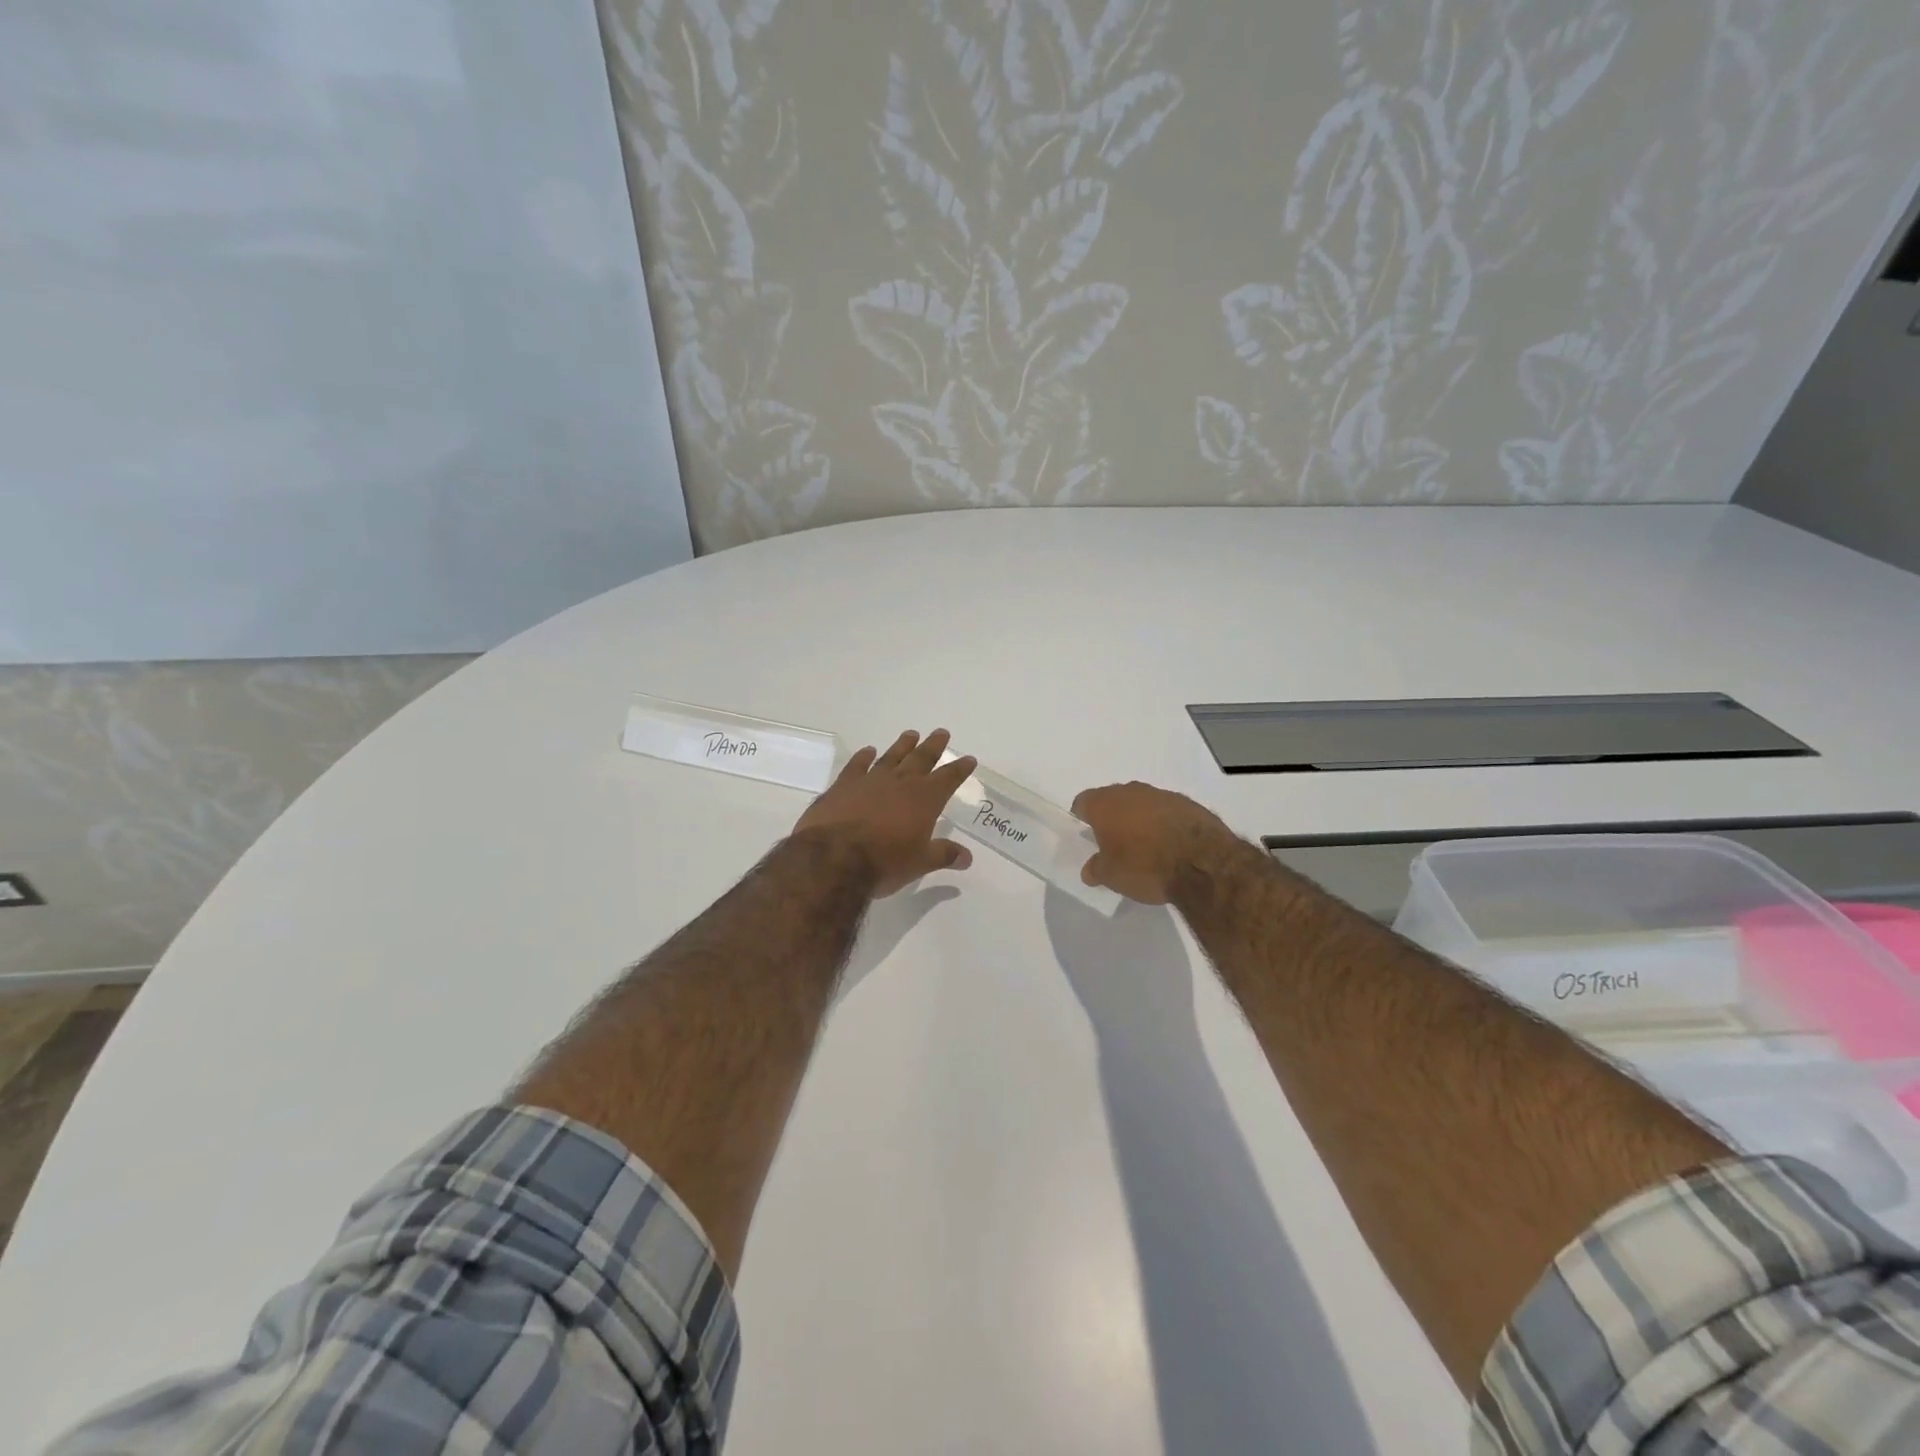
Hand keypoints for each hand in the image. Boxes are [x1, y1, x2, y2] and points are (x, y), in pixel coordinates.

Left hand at [793, 729, 977, 897]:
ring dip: (903, 745)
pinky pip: (857, 765)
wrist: (833, 857)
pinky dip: (864, 757)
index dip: (959, 769)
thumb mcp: (920, 863)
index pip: (948, 779)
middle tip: (941, 732)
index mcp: (925, 800)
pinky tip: (868, 751)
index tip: (968, 759)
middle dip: (933, 746)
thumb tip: (967, 857)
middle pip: (921, 759)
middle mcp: (901, 783)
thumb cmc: (885, 862)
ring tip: (911, 734)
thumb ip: (943, 855)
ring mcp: (870, 780)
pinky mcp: (843, 785)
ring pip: (892, 757)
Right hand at [1072, 781, 1235, 904]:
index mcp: (1105, 804)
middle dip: (1112, 817)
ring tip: (1145, 845)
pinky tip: (1170, 844)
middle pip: (1113, 799)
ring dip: (1140, 818)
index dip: (1082, 818)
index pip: (1083, 802)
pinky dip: (1164, 823)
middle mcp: (1131, 791)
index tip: (1088, 835)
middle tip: (1114, 842)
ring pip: (1141, 802)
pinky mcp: (1188, 803)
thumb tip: (1090, 869)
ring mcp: (1162, 794)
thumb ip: (1096, 869)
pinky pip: (1167, 810)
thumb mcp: (1112, 876)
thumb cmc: (1145, 866)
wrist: (1202, 862)